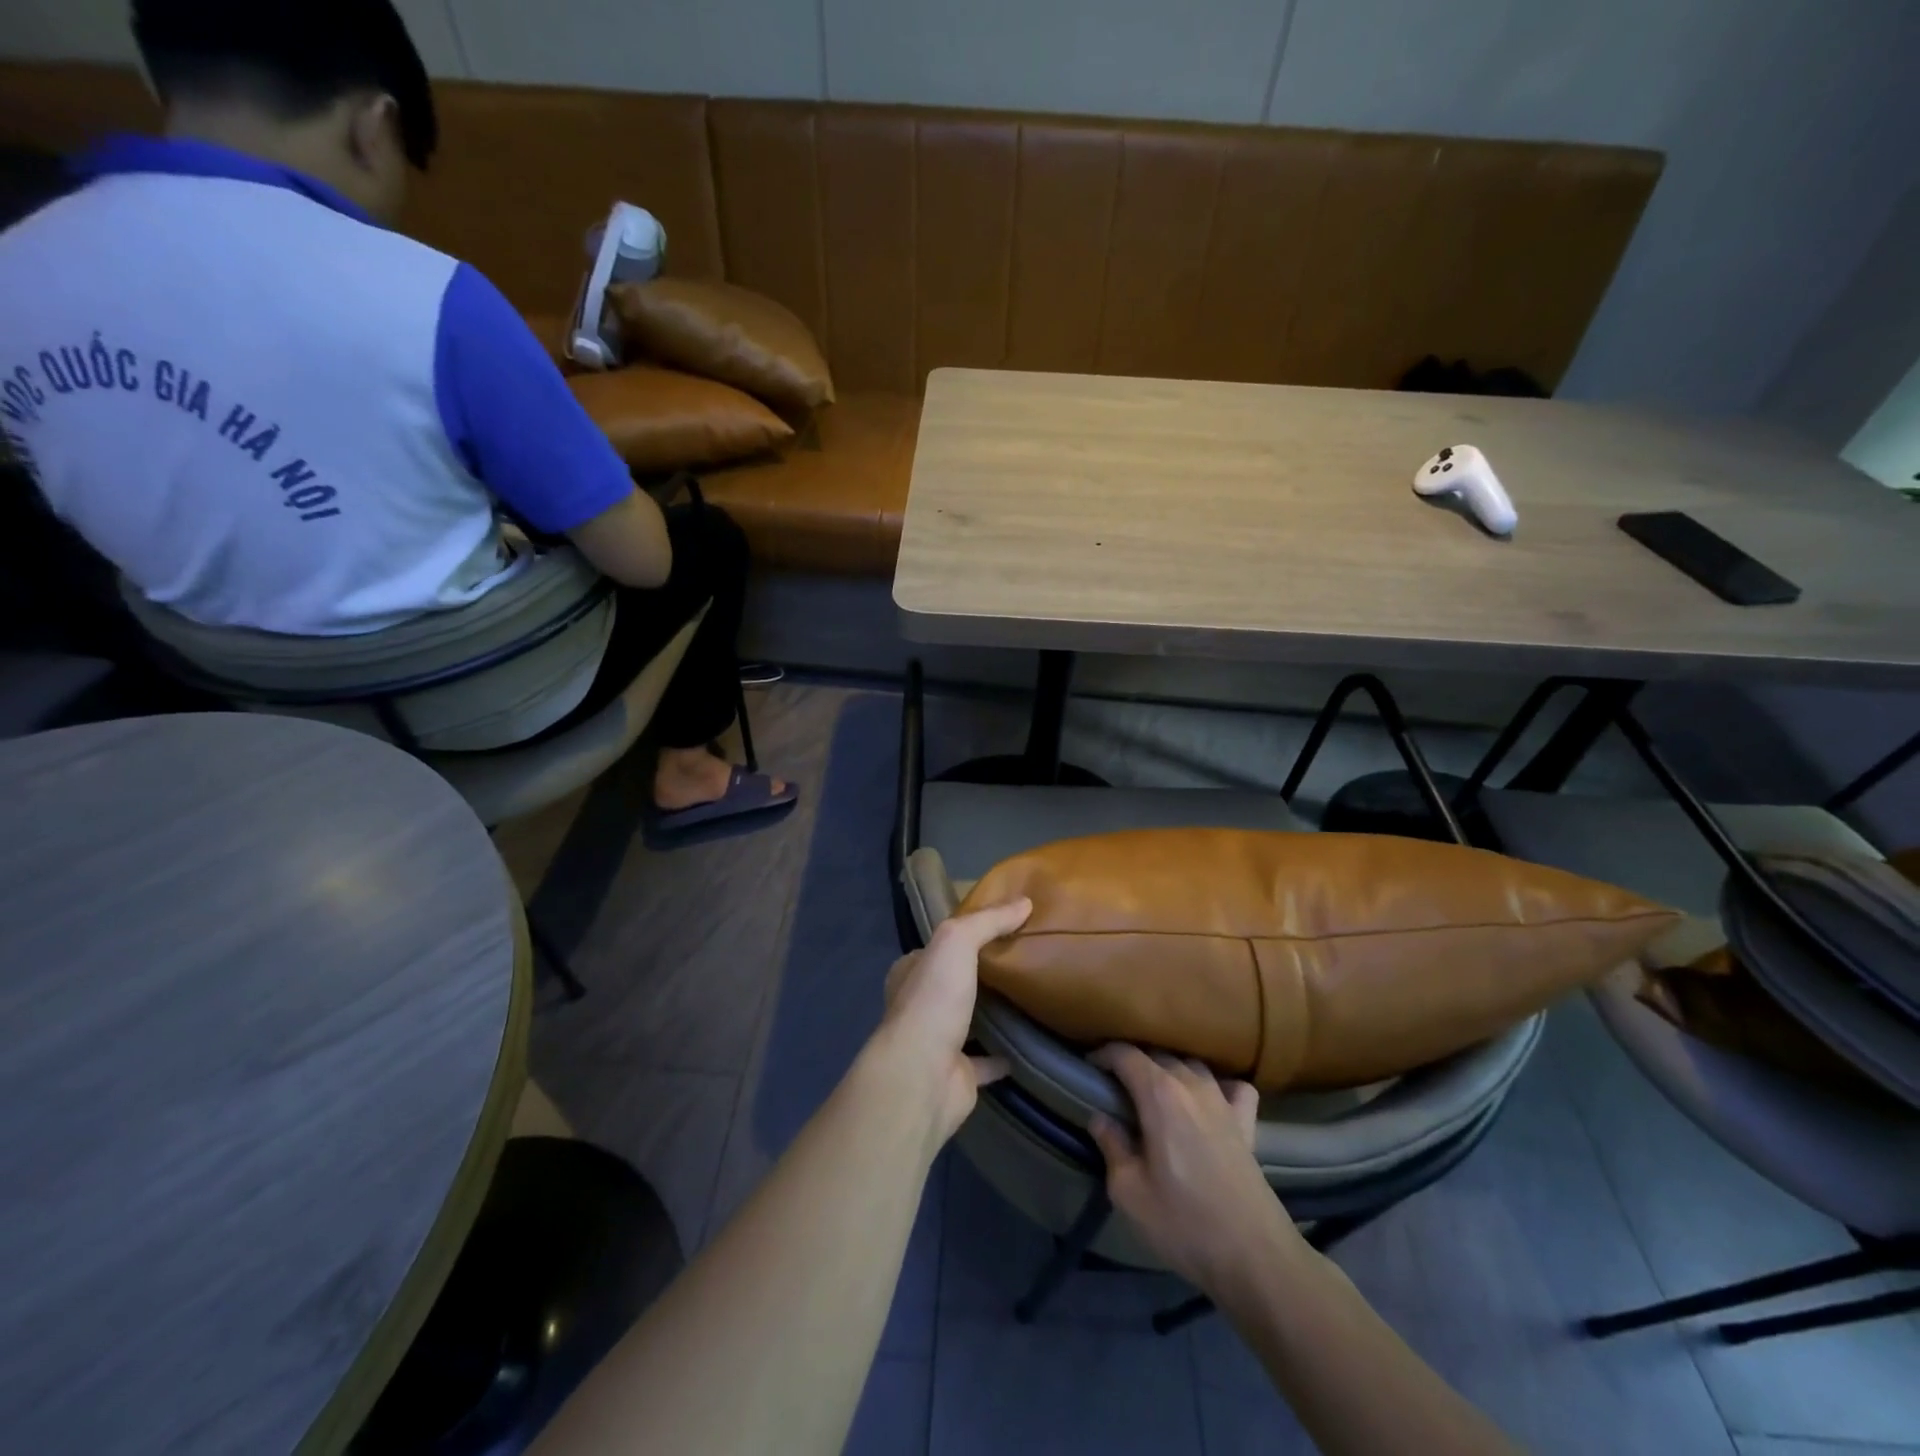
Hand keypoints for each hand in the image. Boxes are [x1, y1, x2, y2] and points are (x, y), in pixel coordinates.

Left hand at [876, 898, 1031, 1143]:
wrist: (923, 1077)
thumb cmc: (932, 1002)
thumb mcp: (956, 942)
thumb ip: (987, 921)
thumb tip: (1025, 902)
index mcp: (910, 974)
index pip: (936, 948)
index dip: (964, 937)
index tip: (999, 929)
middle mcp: (920, 1006)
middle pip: (954, 984)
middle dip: (980, 975)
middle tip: (1023, 960)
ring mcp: (938, 1043)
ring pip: (970, 1021)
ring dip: (993, 1014)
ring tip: (1032, 996)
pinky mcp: (959, 1075)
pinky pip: (988, 1060)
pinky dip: (1006, 1054)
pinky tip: (1032, 1043)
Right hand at [1088, 1045, 1299, 1293]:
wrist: (1254, 1258)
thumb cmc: (1184, 1223)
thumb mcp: (1129, 1191)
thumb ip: (1111, 1146)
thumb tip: (1100, 1118)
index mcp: (1159, 1093)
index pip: (1125, 1054)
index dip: (1102, 1055)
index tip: (1089, 1069)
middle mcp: (1192, 1084)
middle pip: (1157, 1055)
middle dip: (1133, 1063)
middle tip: (1115, 1087)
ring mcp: (1224, 1101)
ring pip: (1191, 1065)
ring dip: (1170, 1070)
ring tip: (1156, 1093)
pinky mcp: (1248, 1123)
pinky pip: (1233, 1087)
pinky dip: (1218, 1085)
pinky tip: (1210, 1101)